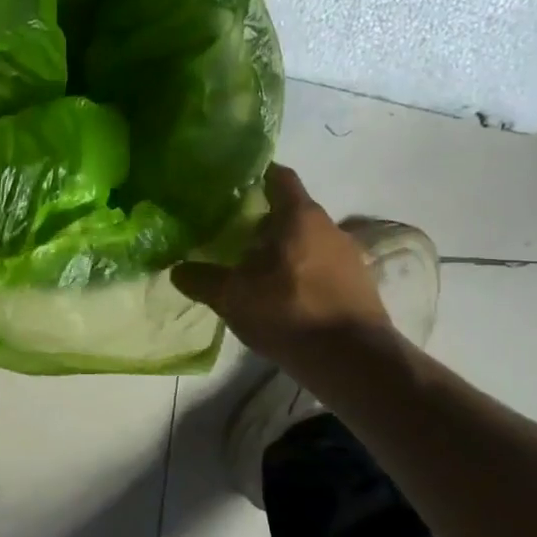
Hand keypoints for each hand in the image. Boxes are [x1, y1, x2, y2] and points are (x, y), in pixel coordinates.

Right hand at [171, 164, 391, 372]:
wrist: (353, 360)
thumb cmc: (289, 312)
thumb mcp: (233, 297)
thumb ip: (202, 280)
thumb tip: (177, 270)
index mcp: (300, 216)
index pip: (280, 177)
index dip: (258, 175)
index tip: (234, 184)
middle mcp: (329, 227)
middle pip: (292, 212)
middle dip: (264, 221)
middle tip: (233, 235)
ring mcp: (349, 256)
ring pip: (307, 241)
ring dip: (283, 249)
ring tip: (254, 270)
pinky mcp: (358, 285)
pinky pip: (322, 266)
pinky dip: (301, 272)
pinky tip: (282, 295)